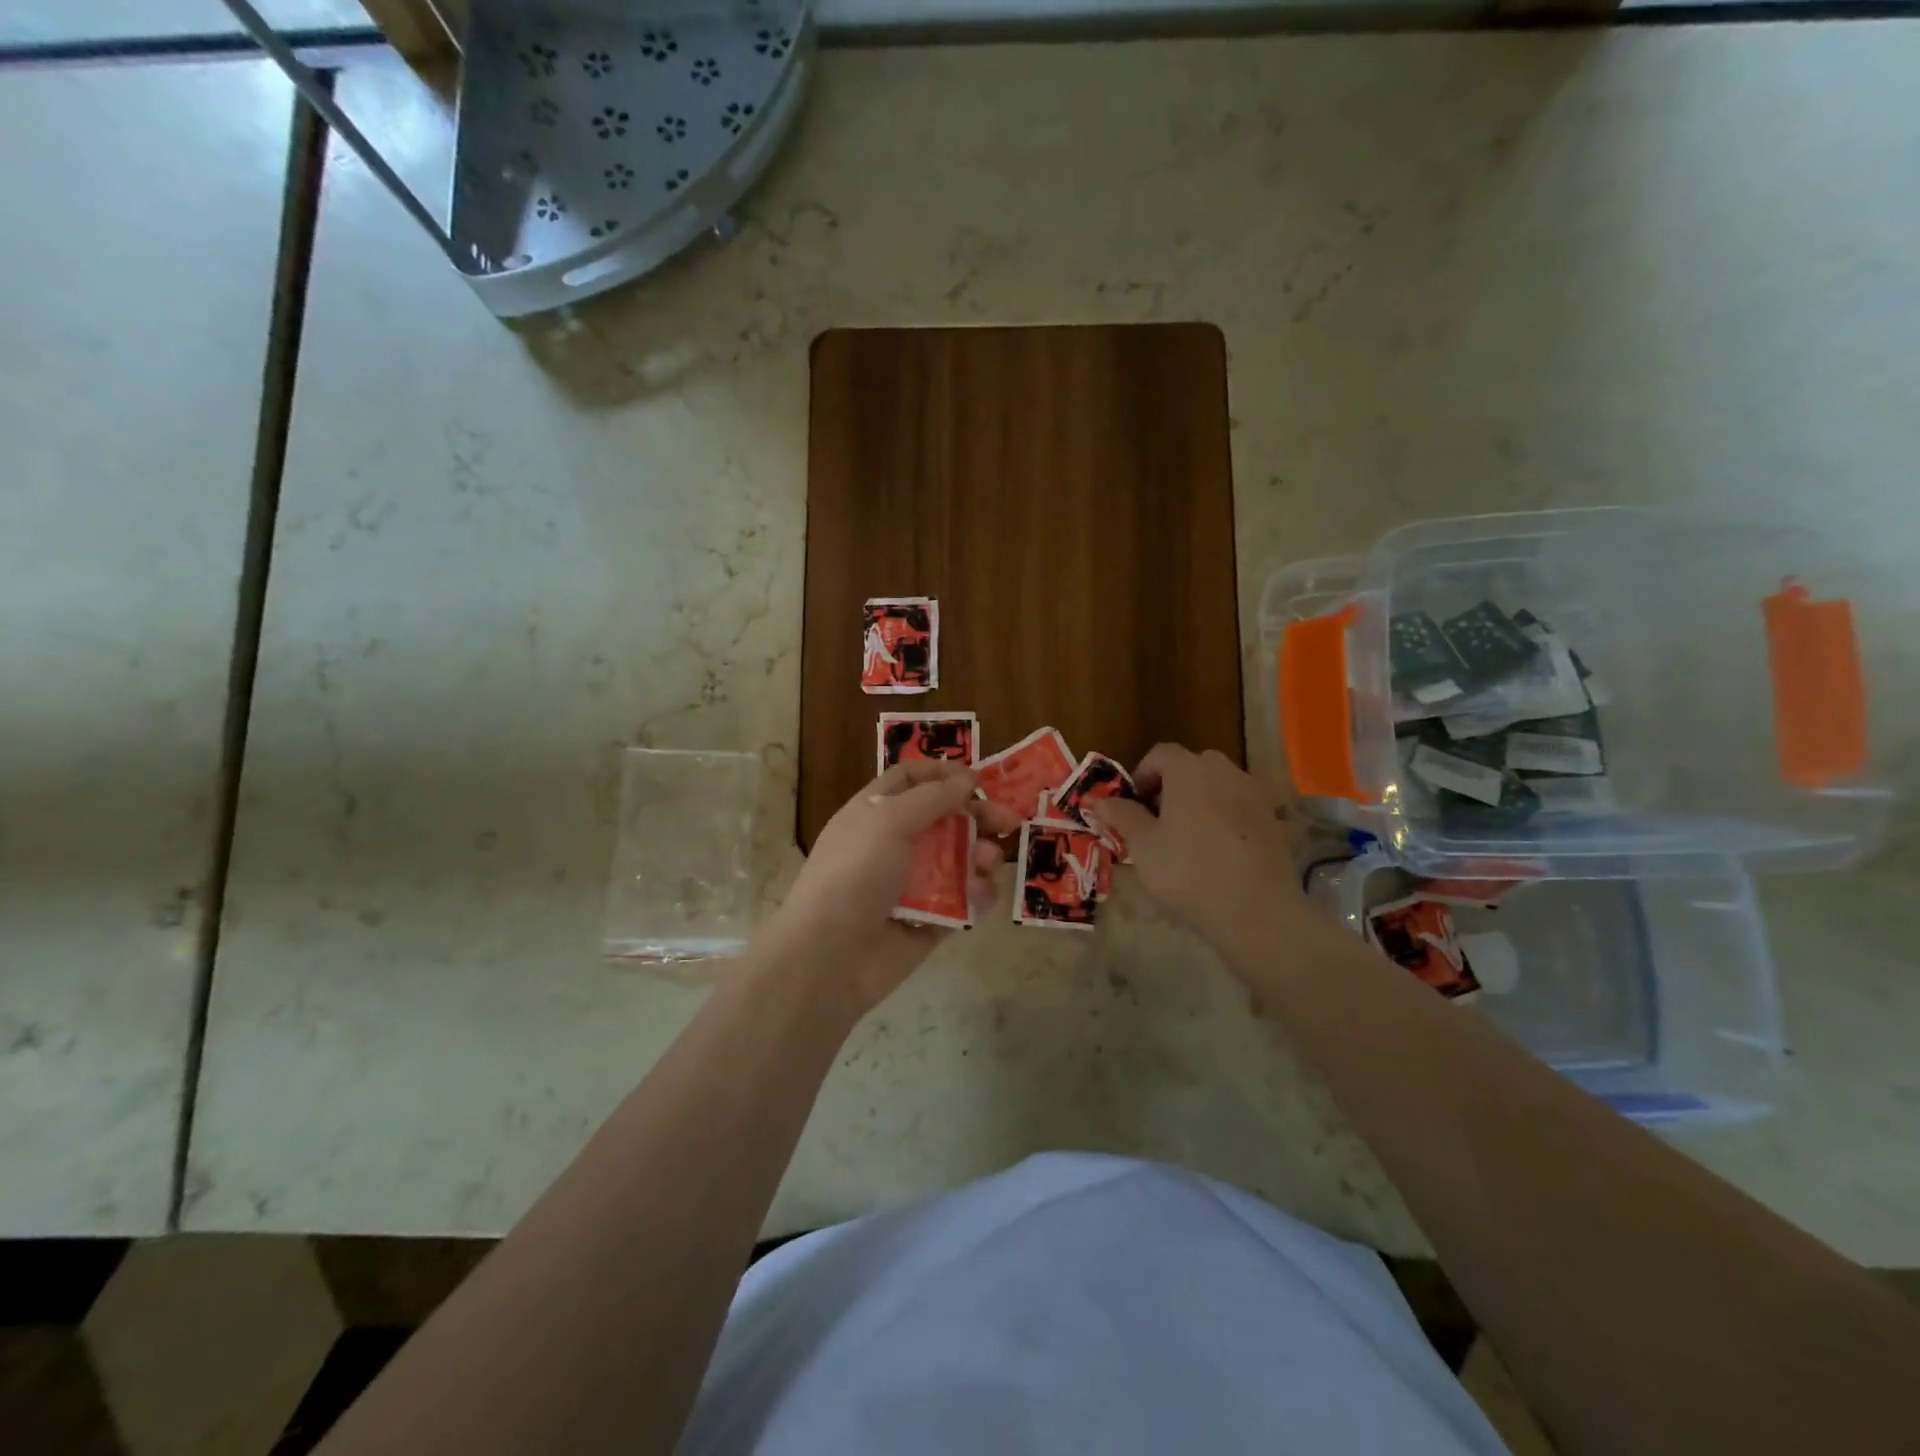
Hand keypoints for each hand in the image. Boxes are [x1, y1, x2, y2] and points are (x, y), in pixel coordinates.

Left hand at [763, 760, 1020, 1017]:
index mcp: (874, 813)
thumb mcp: (888, 822)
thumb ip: (932, 797)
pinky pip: (964, 899)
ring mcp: (914, 884)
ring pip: (960, 859)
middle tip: (1008, 820)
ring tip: (986, 863)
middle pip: (944, 818)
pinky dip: (977, 894)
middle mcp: (894, 844)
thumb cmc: (854, 875)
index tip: (974, 777)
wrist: (830, 958)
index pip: (908, 780)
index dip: (940, 773)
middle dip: (977, 815)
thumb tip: (966, 777)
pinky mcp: (932, 920)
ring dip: (981, 856)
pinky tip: (978, 896)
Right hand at [1084, 745, 1312, 955]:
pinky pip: (1238, 807)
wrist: (1256, 910)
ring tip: (1186, 838)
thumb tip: (1099, 800)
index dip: (1141, 775)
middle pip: (1191, 765)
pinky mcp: (1272, 820)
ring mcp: (1253, 794)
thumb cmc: (1188, 871)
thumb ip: (1122, 816)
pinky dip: (1223, 818)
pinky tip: (1216, 852)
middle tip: (1156, 820)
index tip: (1132, 805)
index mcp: (1189, 770)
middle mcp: (1224, 771)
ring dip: (1199, 800)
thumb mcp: (1143, 846)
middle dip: (1170, 786)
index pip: (1160, 754)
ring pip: (1217, 785)